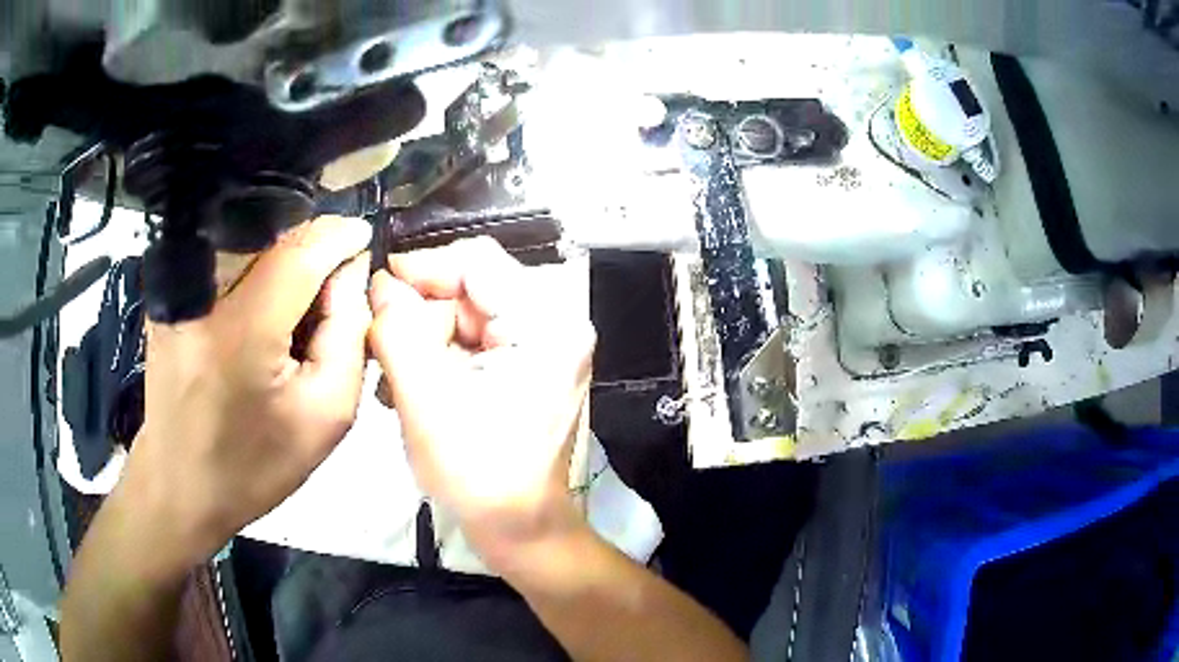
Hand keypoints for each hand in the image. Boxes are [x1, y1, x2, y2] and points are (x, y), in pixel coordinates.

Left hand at [120, 215, 373, 567]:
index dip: (339, 237)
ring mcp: (179, 293)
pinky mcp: (169, 298)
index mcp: (240, 332)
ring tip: (294, 314)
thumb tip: (350, 273)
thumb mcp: (326, 417)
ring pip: (249, 243)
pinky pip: (225, 262)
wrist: (180, 487)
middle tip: (331, 297)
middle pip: (274, 238)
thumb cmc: (255, 466)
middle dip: (314, 252)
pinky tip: (260, 318)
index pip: (299, 251)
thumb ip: (349, 335)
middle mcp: (201, 297)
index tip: (364, 238)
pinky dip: (255, 275)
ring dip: (284, 263)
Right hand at [367, 238, 594, 569]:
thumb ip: (397, 332)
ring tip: (393, 377)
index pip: (475, 261)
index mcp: (546, 323)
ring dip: (424, 339)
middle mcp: (555, 322)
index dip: (421, 268)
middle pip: (470, 288)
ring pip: (466, 314)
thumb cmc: (478, 475)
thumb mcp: (425, 401)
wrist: (520, 528)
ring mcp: (544, 344)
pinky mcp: (529, 365)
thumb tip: (381, 284)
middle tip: (380, 348)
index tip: (376, 292)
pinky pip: (474, 339)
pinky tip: (412, 385)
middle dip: (419, 315)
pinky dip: (440, 355)